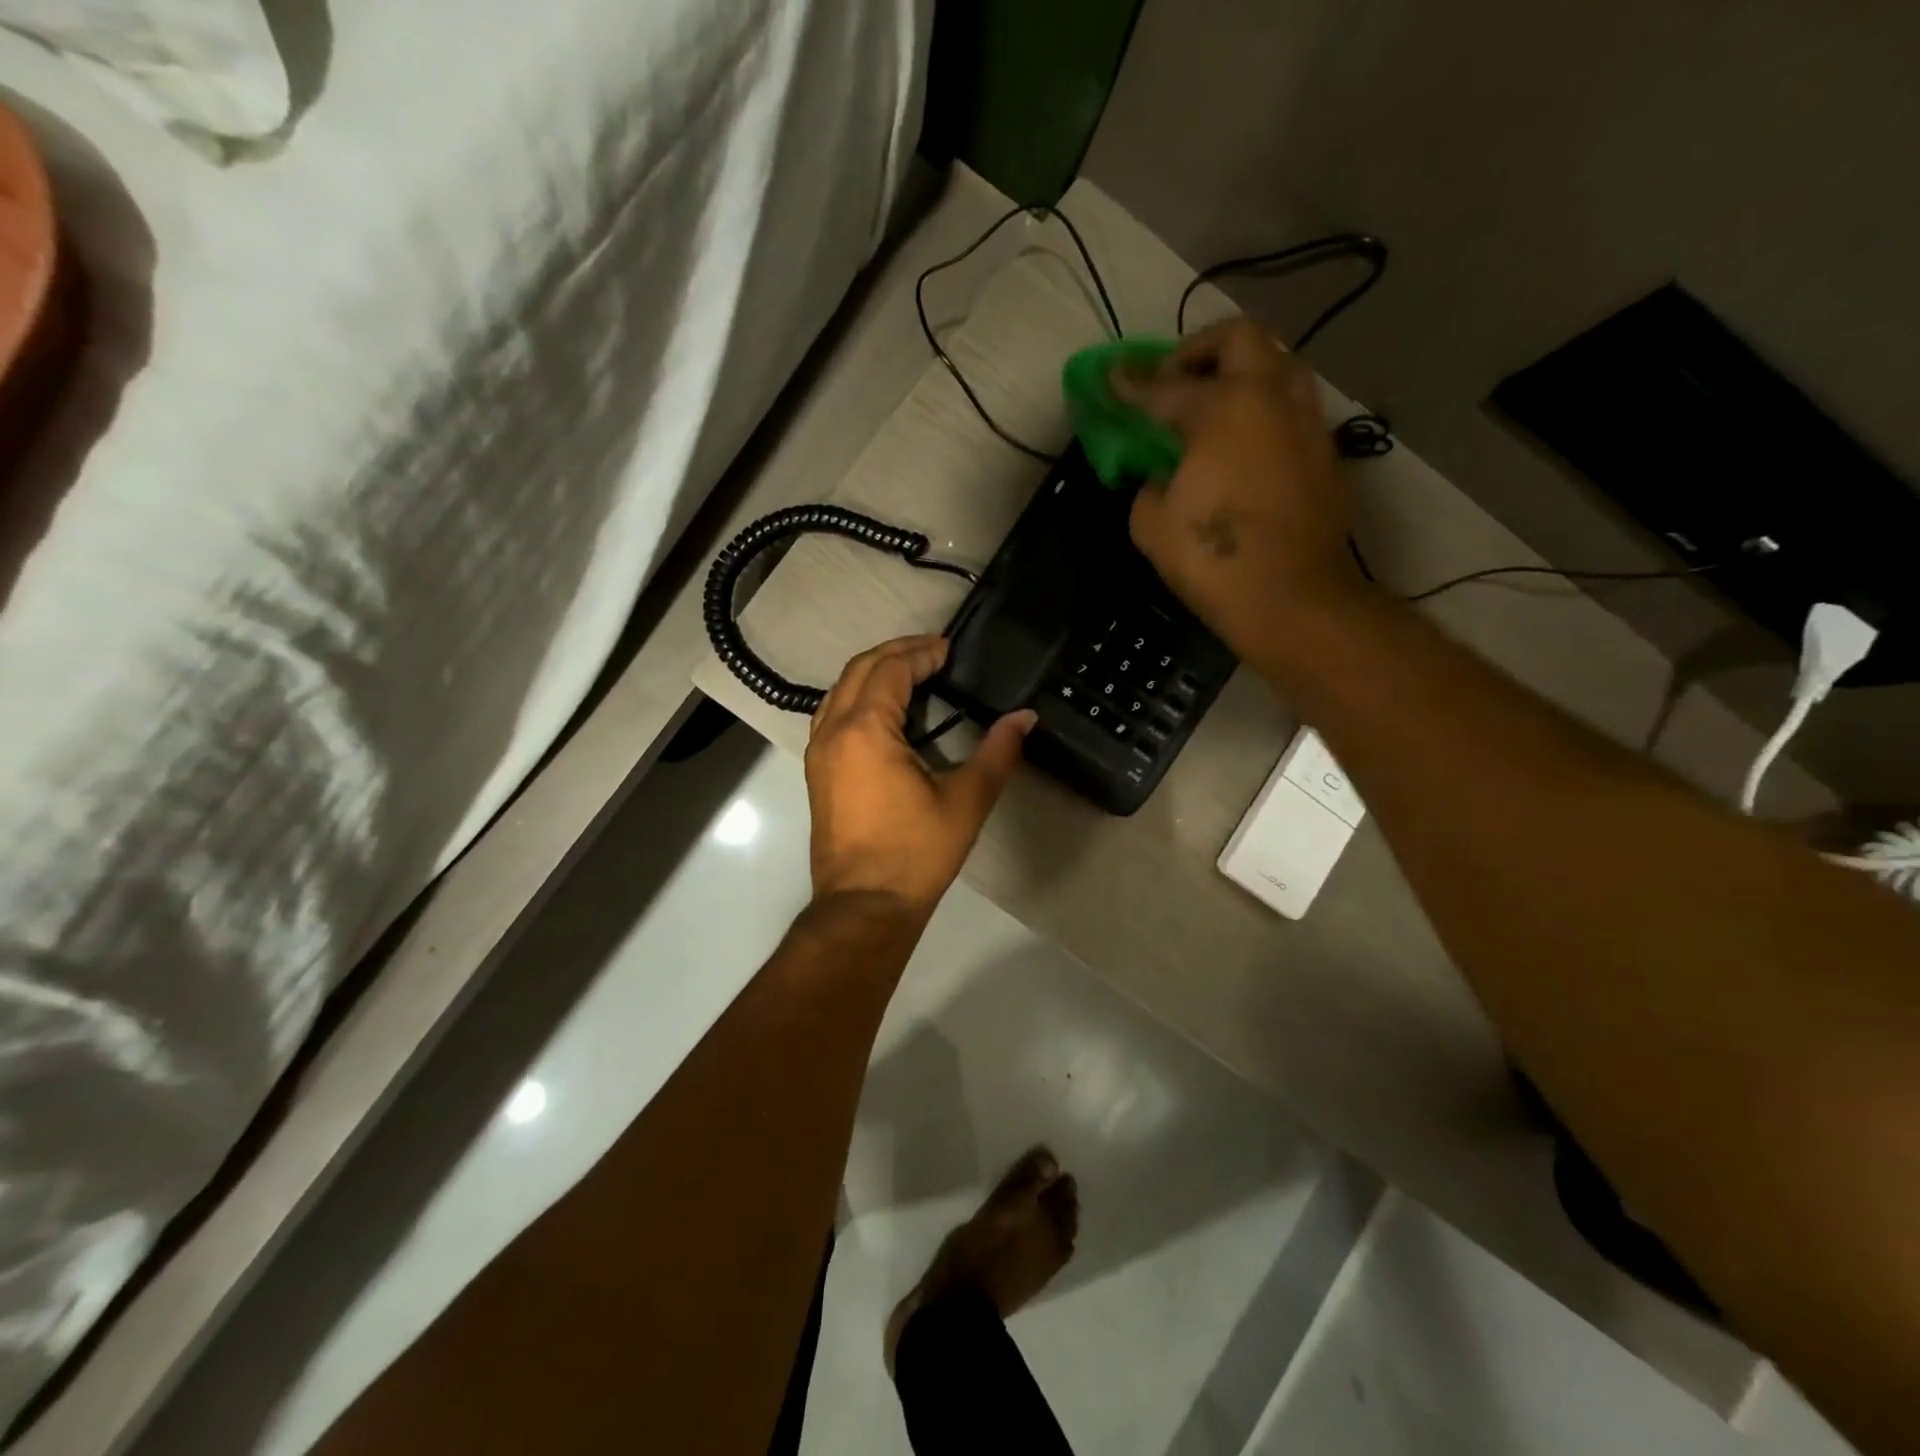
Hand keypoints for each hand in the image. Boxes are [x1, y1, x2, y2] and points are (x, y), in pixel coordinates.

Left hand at [805, 636, 1035, 917]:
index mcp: (866, 731)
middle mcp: (834, 731)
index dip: (920, 653)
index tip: (949, 648)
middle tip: (933, 652)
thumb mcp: (966, 801)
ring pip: (840, 691)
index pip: (890, 670)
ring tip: (911, 673)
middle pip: (859, 670)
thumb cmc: (916, 853)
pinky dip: (858, 698)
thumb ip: (997, 752)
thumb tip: (1025, 717)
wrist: (864, 905)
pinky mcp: (817, 772)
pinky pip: (832, 715)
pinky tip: (885, 712)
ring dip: (873, 673)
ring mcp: (819, 752)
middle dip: (895, 653)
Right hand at [1114, 319, 1372, 665]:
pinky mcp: (1326, 456)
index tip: (1110, 378)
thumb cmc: (1213, 559)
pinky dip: (1265, 416)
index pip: (1165, 386)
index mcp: (1224, 408)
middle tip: (1175, 382)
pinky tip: (1245, 452)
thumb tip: (1163, 477)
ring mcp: (1307, 424)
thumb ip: (1150, 485)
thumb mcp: (1152, 525)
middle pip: (1240, 338)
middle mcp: (1272, 398)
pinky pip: (1293, 413)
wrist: (1293, 600)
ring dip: (1243, 375)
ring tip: (1215, 410)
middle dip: (1200, 351)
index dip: (1130, 384)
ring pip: (1280, 366)